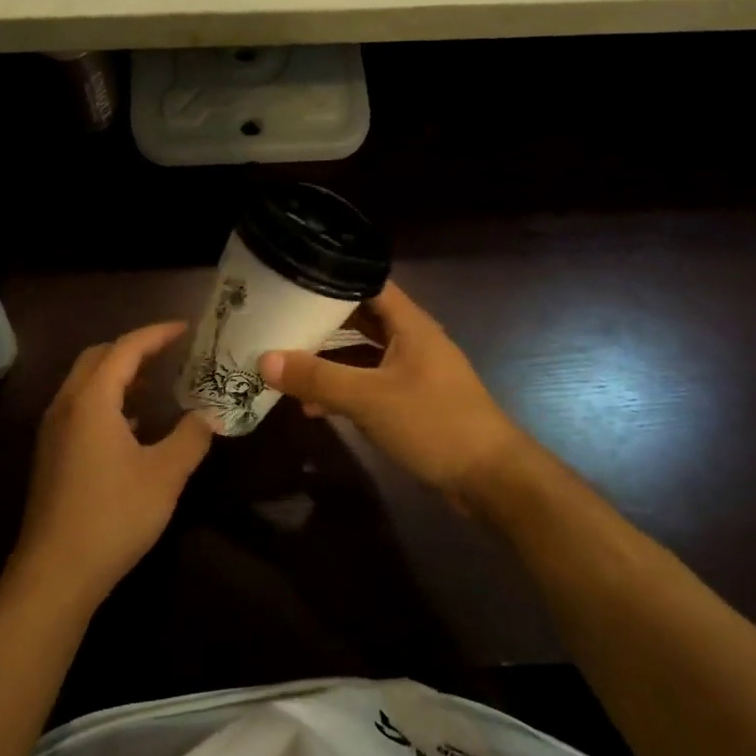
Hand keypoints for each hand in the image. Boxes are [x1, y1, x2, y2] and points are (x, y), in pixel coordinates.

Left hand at [12, 321, 213, 612]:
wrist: (56, 572)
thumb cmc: (113, 515)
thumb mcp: (165, 475)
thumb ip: (191, 438)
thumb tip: (210, 415)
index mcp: (92, 399)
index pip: (126, 348)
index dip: (157, 334)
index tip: (186, 328)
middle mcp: (66, 405)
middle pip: (98, 357)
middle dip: (134, 349)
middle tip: (170, 353)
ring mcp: (53, 430)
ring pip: (85, 383)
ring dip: (118, 375)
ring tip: (155, 384)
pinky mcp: (51, 454)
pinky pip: (80, 408)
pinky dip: (107, 401)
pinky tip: (132, 426)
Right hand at [259, 282, 528, 515]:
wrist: (492, 478)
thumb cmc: (433, 423)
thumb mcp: (368, 399)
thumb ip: (316, 378)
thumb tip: (263, 359)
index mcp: (410, 325)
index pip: (368, 283)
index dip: (332, 277)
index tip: (293, 280)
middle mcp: (414, 341)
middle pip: (362, 318)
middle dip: (322, 320)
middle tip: (280, 319)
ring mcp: (415, 372)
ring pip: (364, 354)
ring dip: (330, 360)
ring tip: (287, 363)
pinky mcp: (414, 402)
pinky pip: (371, 383)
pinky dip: (345, 389)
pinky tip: (315, 407)